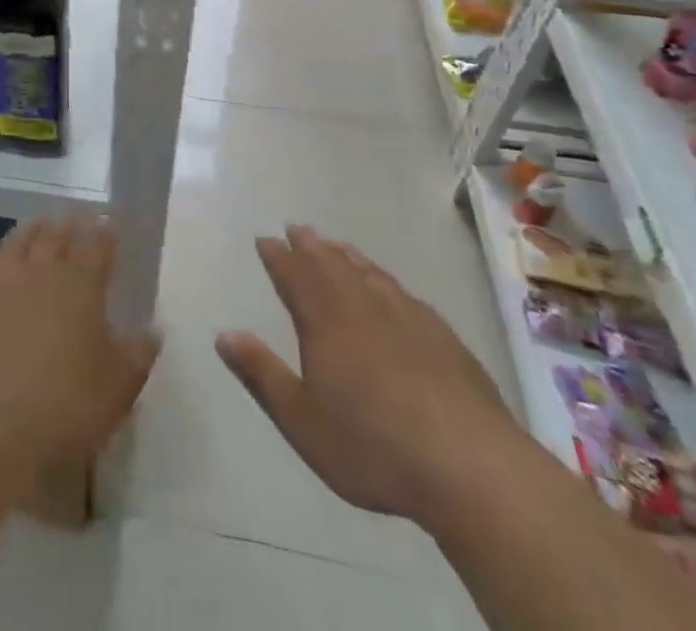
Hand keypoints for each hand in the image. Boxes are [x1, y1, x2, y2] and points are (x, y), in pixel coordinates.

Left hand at [0, 216, 159, 467]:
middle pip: (55, 235)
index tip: (106, 222)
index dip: (103, 232)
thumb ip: (137, 352)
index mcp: (80, 284)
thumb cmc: (65, 405)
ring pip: (16, 241)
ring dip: (29, 231)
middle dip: (67, 224)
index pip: (96, 245)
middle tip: (72, 217)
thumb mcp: (118, 386)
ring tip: (36, 225)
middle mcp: (40, 269)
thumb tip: (152, 328)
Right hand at [216, 225, 516, 523]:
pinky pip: (404, 293)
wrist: (472, 468)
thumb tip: (223, 334)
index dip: (278, 256)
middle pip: (331, 266)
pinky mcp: (444, 338)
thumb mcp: (301, 420)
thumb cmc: (373, 446)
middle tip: (298, 227)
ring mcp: (408, 318)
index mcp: (325, 321)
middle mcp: (363, 307)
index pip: (295, 276)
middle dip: (311, 246)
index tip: (266, 239)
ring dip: (347, 257)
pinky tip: (390, 287)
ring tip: (336, 245)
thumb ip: (261, 374)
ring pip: (369, 274)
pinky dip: (386, 280)